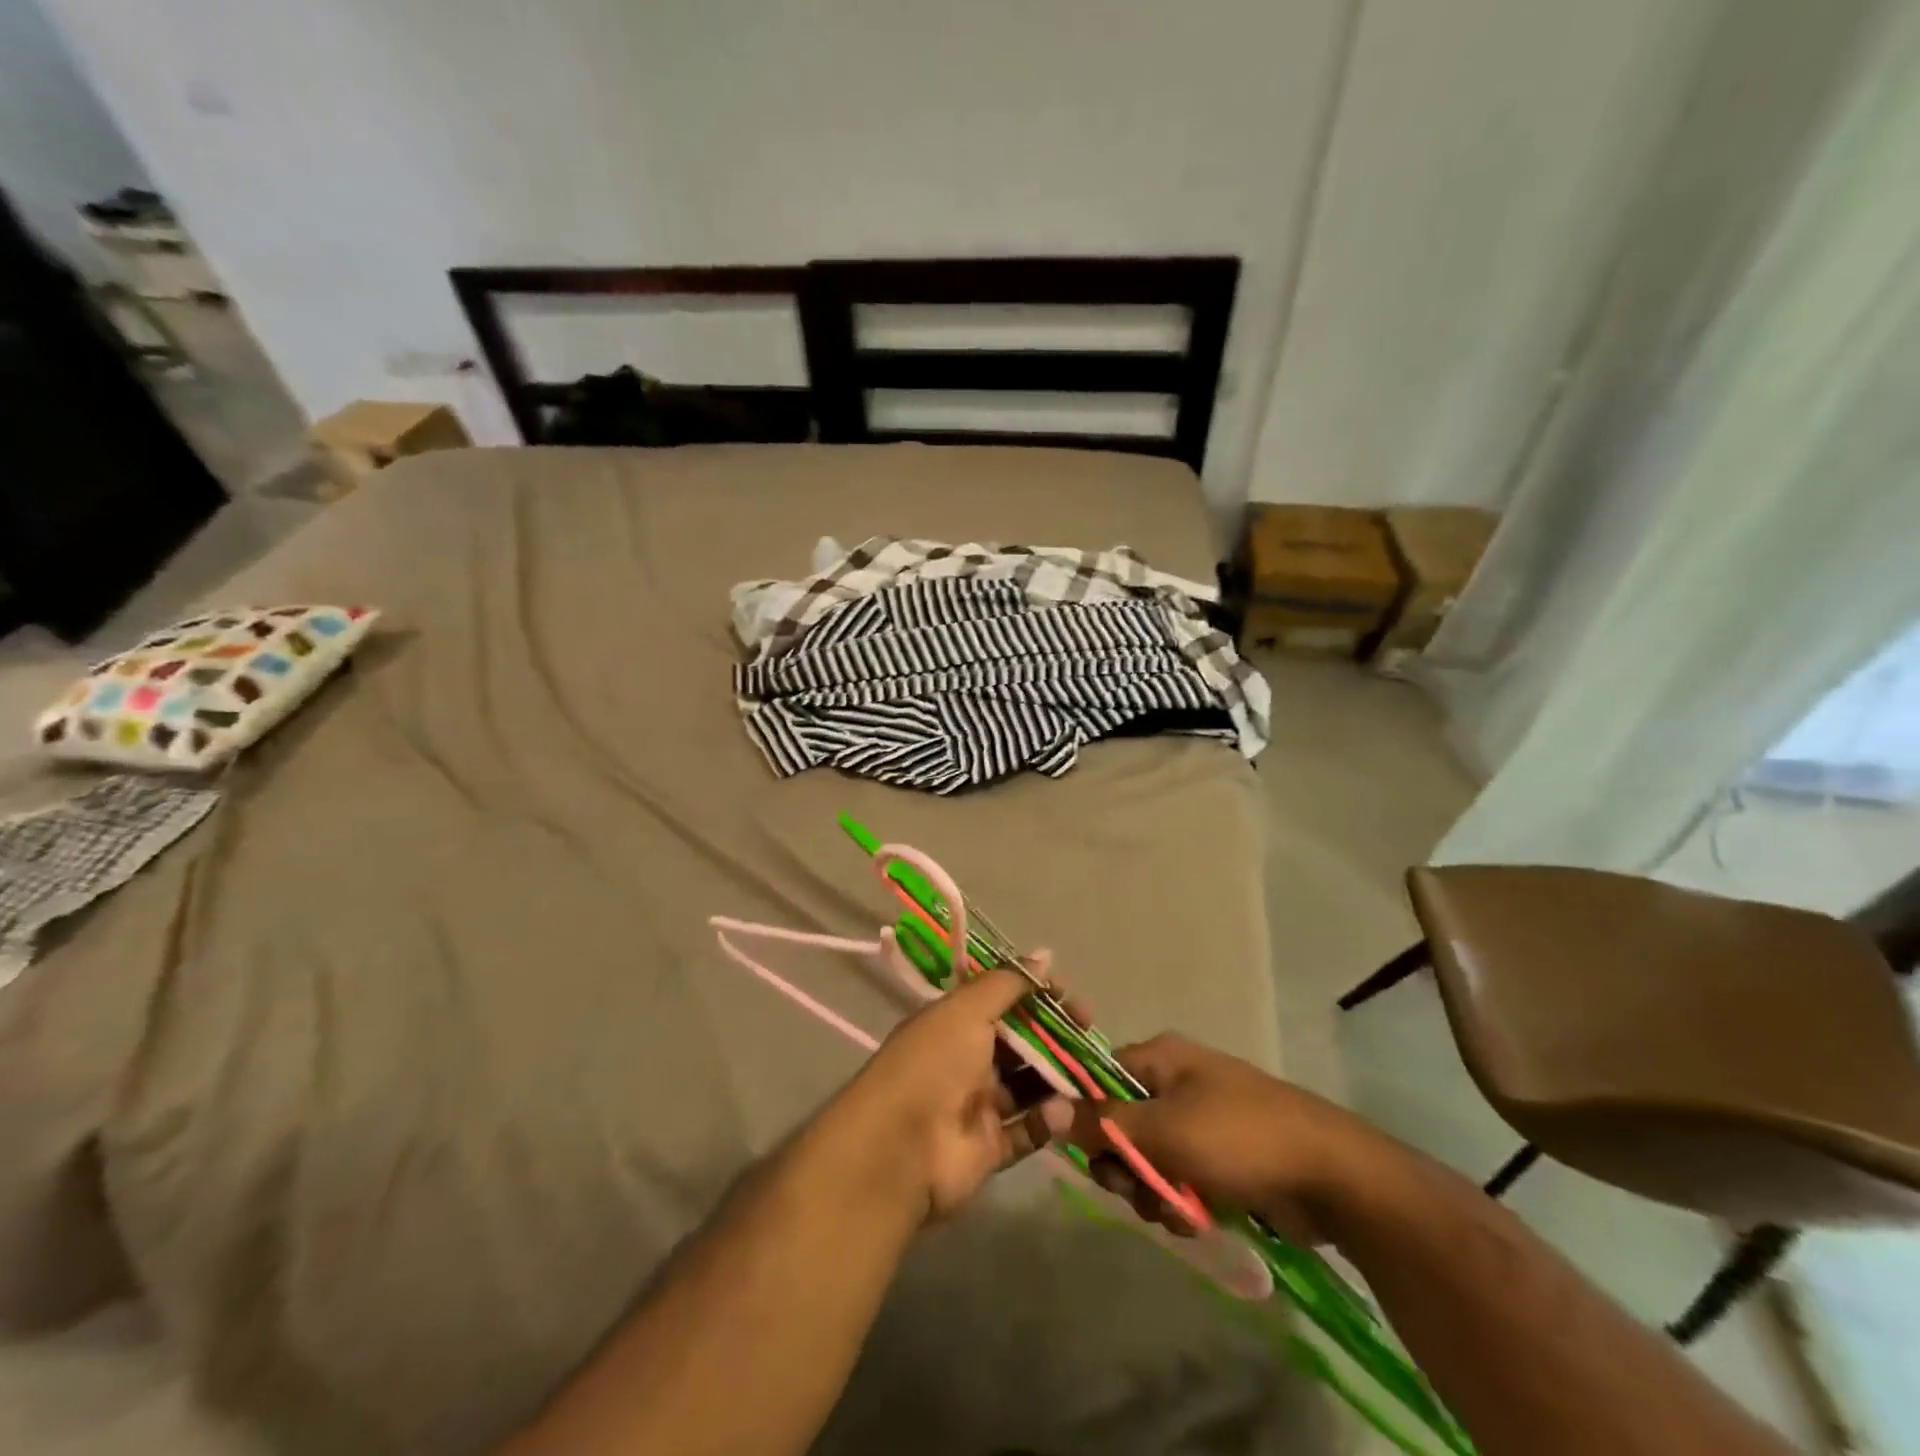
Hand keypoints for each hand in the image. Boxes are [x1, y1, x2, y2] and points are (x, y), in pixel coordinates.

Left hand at [819, 967, 1071, 1221]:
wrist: (900, 1148)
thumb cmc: (934, 1063)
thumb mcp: (967, 1010)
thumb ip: (1007, 984)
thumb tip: (1045, 955)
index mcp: (954, 1022)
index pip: (1002, 1001)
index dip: (1036, 996)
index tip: (1070, 997)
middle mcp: (965, 1059)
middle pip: (1019, 1043)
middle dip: (1055, 1036)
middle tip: (1090, 1034)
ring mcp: (977, 1106)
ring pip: (1028, 1087)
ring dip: (1058, 1079)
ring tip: (1089, 1074)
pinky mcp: (989, 1148)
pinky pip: (1027, 1130)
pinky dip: (1047, 1122)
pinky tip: (1065, 1113)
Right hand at [1066, 1034, 1381, 1244]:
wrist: (1333, 1176)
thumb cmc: (1240, 1139)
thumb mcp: (1163, 1131)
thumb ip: (1102, 1123)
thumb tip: (1045, 1108)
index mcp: (1161, 1058)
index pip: (1100, 1078)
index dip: (1088, 1116)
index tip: (1092, 1155)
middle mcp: (1177, 1081)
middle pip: (1122, 1123)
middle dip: (1125, 1166)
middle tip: (1138, 1192)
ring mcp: (1203, 1119)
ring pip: (1150, 1157)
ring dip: (1154, 1191)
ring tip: (1177, 1214)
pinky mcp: (1224, 1156)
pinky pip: (1181, 1176)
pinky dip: (1182, 1201)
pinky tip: (1197, 1222)